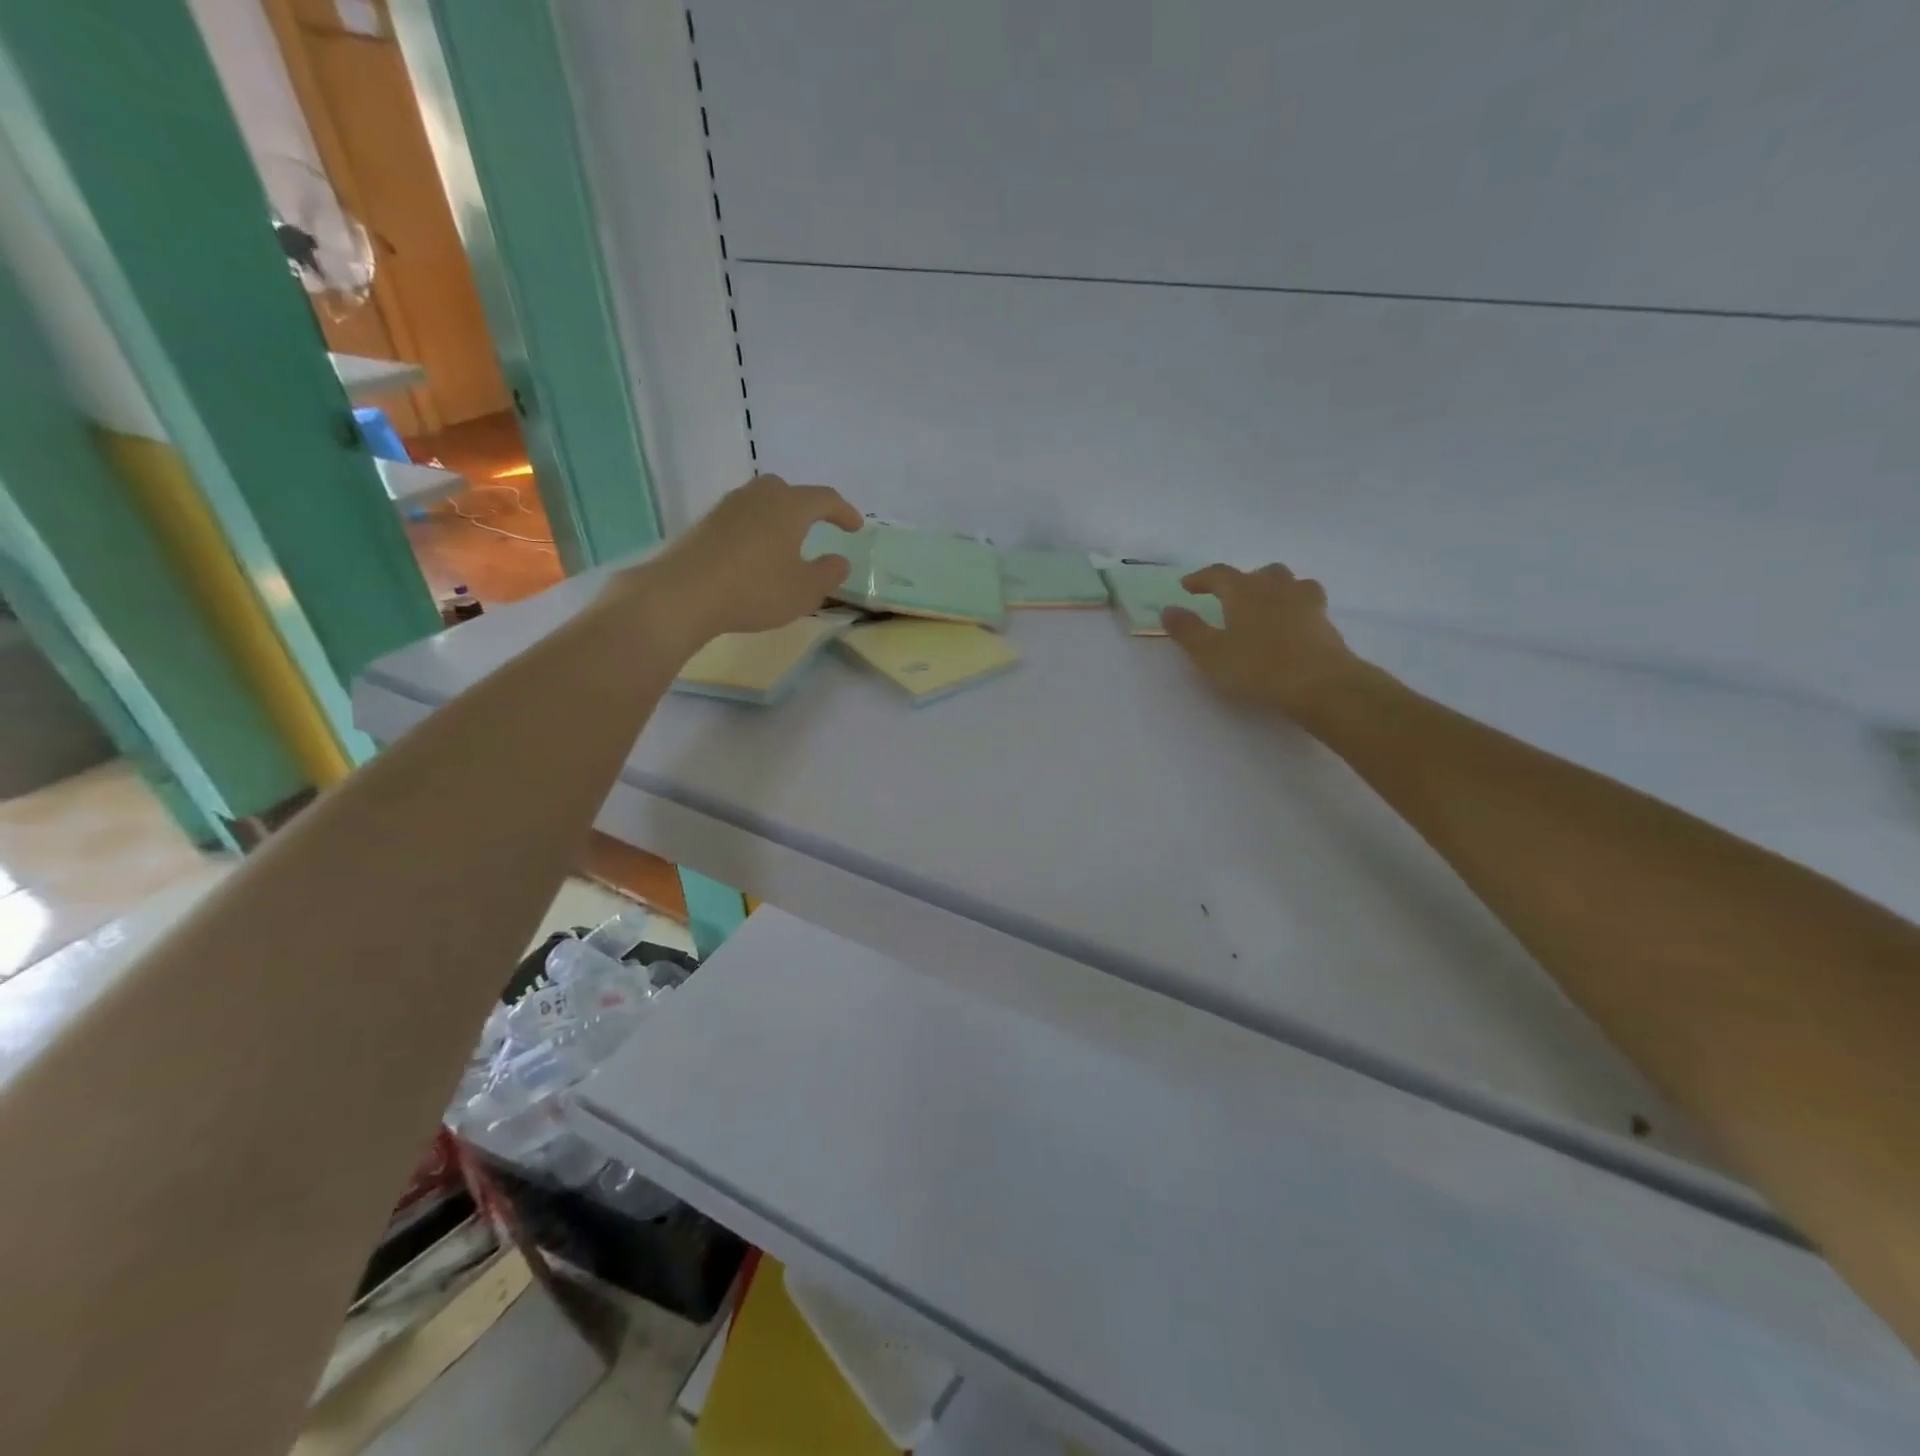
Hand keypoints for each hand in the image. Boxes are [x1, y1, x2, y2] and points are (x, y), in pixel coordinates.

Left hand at [641, 475, 862, 646]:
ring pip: (762, 503)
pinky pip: (742, 519)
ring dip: (778, 519)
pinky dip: (756, 531)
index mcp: (790, 506)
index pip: (825, 498)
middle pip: (788, 492)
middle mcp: (759, 496)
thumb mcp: (805, 590)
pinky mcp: (705, 524)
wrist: (684, 593)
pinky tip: (756, 555)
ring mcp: (728, 507)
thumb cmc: (755, 589)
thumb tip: (839, 560)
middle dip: (807, 507)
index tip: (856, 527)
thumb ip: (828, 573)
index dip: (844, 512)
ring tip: (786, 543)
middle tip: (818, 526)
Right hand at [1162, 563, 1362, 717]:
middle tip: (1228, 598)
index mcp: (1244, 591)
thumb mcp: (1210, 653)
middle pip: (1259, 573)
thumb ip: (1188, 630)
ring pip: (1288, 582)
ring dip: (1273, 588)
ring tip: (1264, 605)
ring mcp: (1305, 602)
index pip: (1219, 574)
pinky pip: (1307, 602)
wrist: (1320, 684)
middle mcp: (1275, 587)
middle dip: (1241, 582)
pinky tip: (1291, 623)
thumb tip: (1168, 609)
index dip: (1201, 578)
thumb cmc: (1258, 667)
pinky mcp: (1325, 621)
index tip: (1187, 586)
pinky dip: (1295, 607)